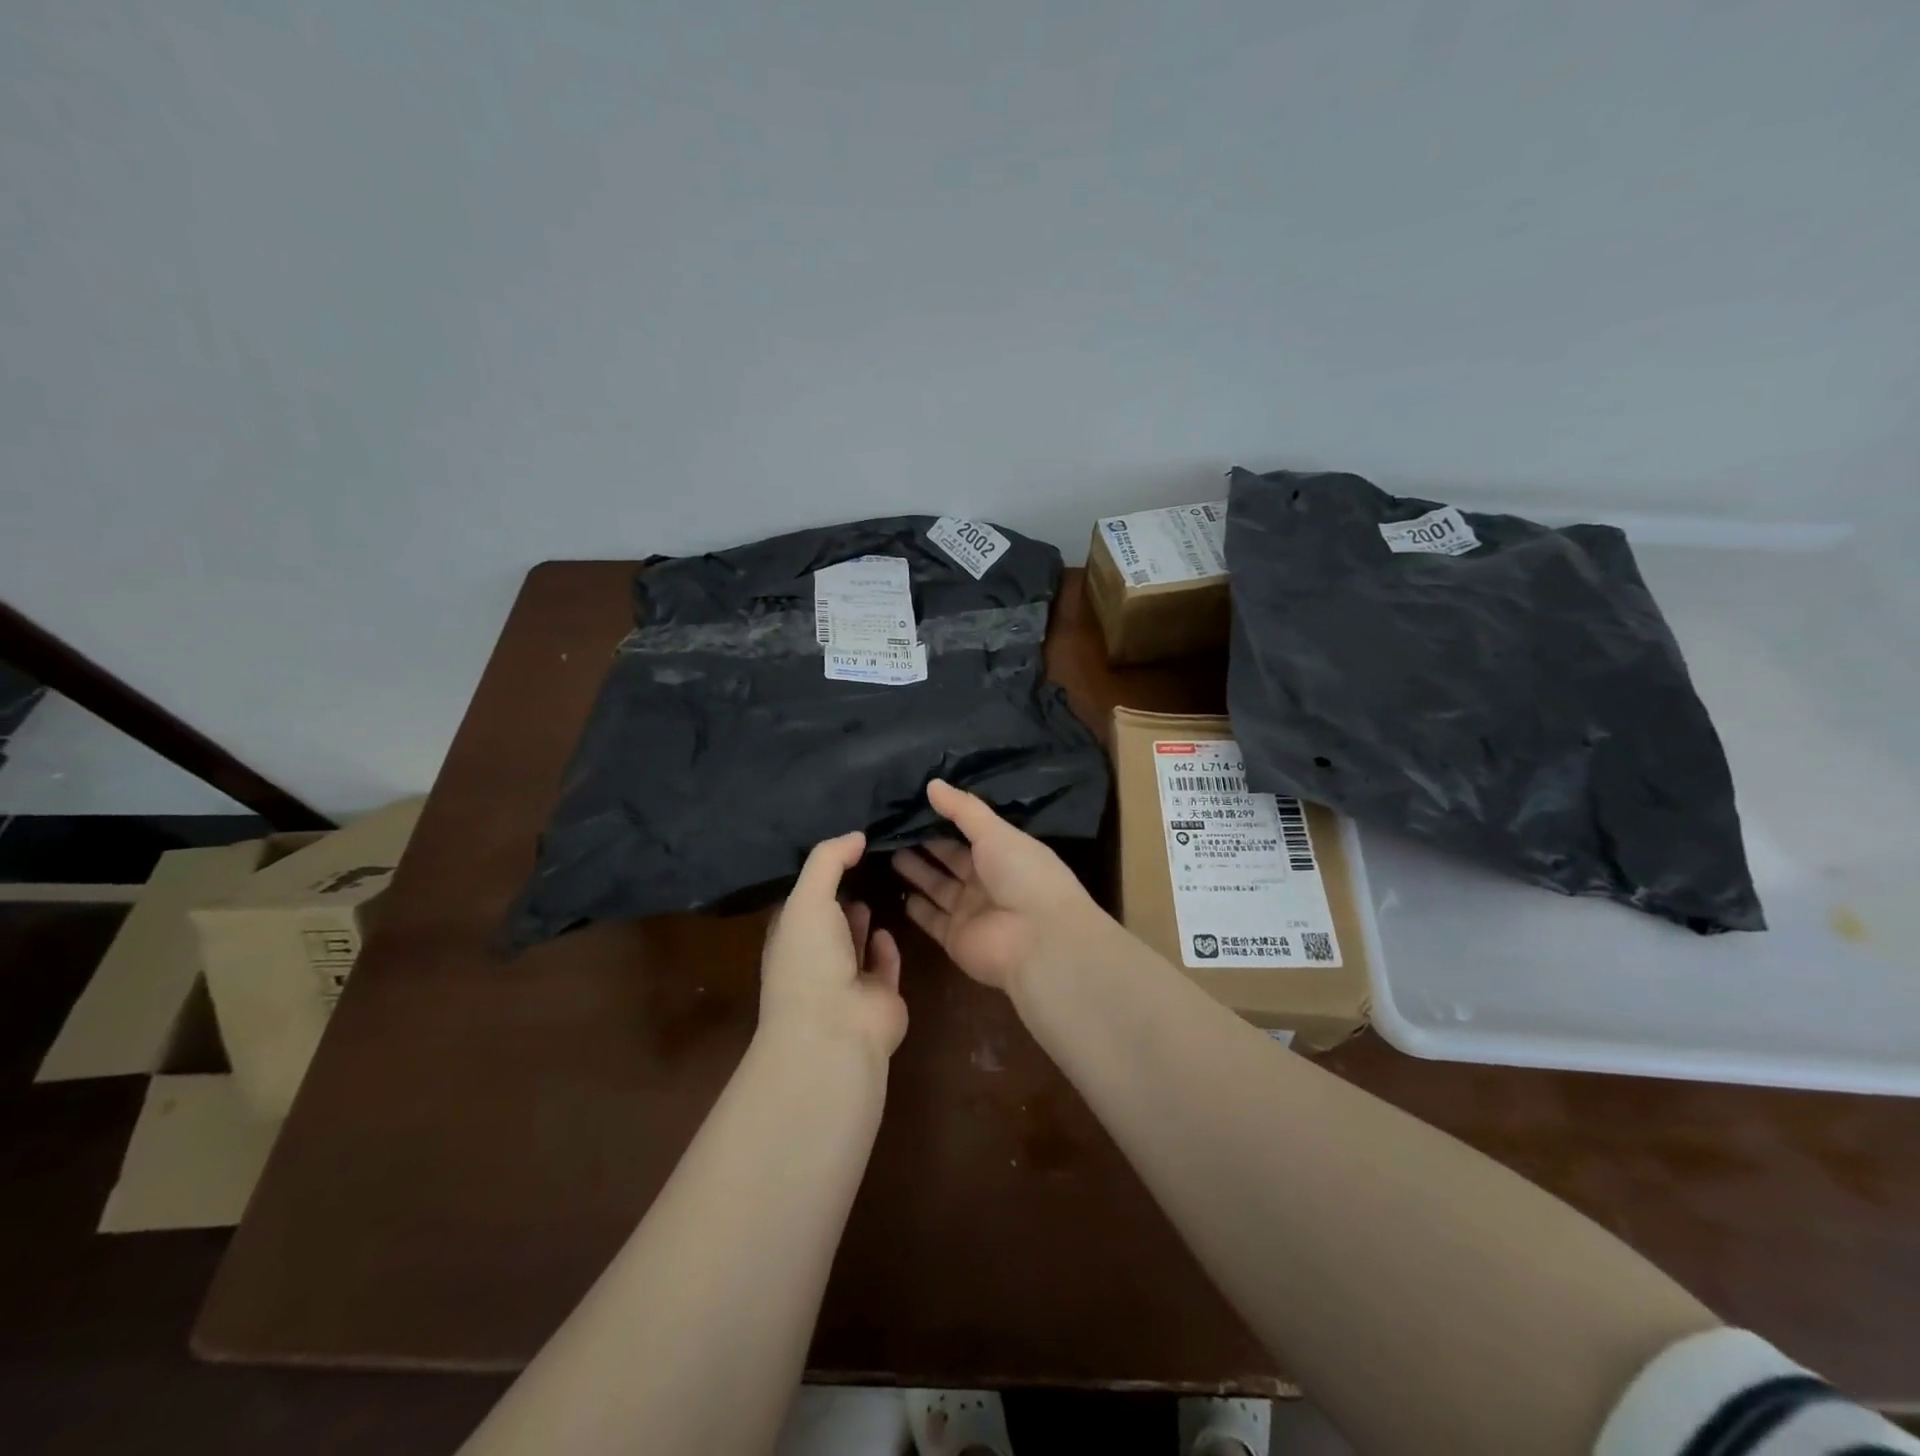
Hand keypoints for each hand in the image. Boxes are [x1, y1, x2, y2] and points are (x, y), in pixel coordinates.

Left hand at [759, 832, 906, 1060]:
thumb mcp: (808, 897)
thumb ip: (829, 860)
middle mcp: (816, 958)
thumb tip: (856, 834)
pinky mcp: (880, 996)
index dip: (817, 876)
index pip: (800, 901)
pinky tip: (886, 929)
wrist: (836, 1029)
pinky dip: (885, 948)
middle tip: (867, 862)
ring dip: (861, 920)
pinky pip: (883, 965)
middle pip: (829, 921)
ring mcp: (847, 980)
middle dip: (842, 895)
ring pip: (855, 943)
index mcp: (790, 936)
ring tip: (878, 887)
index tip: (841, 847)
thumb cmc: (810, 958)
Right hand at [892, 779, 1109, 992]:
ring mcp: (971, 911)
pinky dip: (917, 908)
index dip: (947, 820)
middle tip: (894, 828)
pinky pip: (932, 919)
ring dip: (918, 872)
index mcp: (1005, 853)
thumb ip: (963, 809)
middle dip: (927, 845)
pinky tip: (899, 892)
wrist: (1037, 940)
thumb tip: (932, 784)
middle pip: (952, 860)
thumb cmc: (1023, 875)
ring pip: (939, 887)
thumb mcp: (996, 832)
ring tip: (890, 852)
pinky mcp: (955, 938)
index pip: (972, 833)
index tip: (917, 804)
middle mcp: (988, 881)